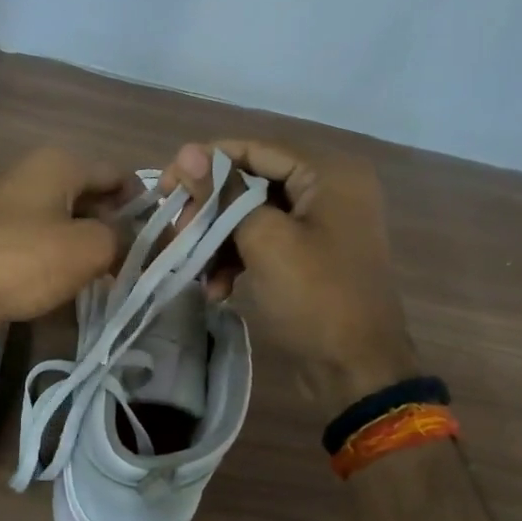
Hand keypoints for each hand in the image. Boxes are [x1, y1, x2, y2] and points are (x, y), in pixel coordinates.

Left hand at [0, 147, 137, 338]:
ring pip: (62, 213)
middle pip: (89, 192)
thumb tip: (134, 237)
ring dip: (84, 238)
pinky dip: (54, 248)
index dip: (142, 205)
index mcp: (57, 160)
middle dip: (112, 223)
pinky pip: (36, 230)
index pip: (118, 173)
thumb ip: (123, 237)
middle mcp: (29, 168)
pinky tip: (61, 276)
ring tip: (100, 272)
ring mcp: (3, 196)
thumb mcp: (89, 249)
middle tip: (129, 260)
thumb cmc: (26, 262)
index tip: (155, 239)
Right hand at [162, 140, 416, 399]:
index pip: (255, 149)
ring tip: (191, 267)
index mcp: (329, 172)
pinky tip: (216, 290)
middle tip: (176, 230)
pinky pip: (265, 241)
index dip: (206, 163)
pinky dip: (237, 260)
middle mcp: (329, 188)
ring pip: (253, 215)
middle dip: (210, 209)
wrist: (356, 371)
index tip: (165, 185)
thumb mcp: (265, 240)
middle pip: (252, 181)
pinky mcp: (310, 255)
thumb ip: (225, 192)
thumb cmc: (314, 297)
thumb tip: (187, 150)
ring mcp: (321, 223)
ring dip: (218, 240)